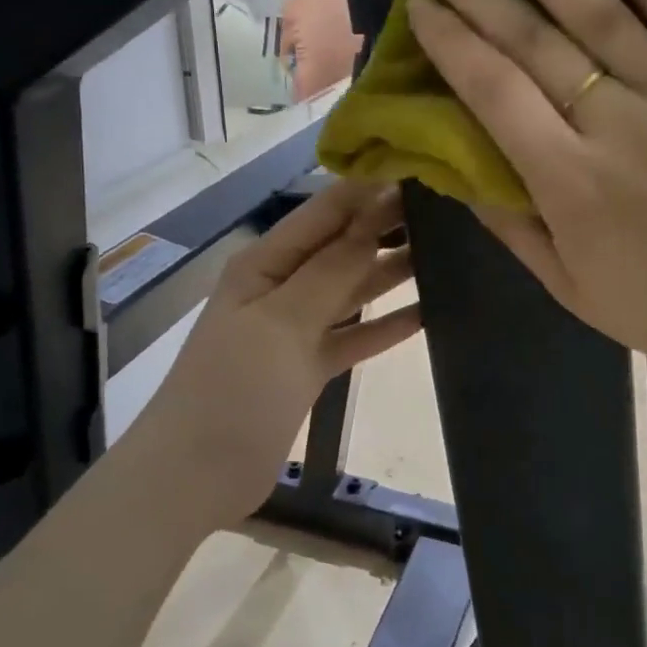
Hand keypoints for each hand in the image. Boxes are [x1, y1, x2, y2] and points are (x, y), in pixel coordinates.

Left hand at [132, 179, 419, 522]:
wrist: (196, 475)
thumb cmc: (233, 390)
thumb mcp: (282, 322)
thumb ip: (332, 271)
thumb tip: (373, 214)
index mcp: (264, 263)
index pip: (324, 213)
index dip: (369, 191)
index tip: (423, 171)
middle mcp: (281, 287)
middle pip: (341, 248)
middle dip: (386, 228)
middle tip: (450, 212)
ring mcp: (295, 329)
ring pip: (351, 290)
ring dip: (390, 273)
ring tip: (447, 254)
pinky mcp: (309, 367)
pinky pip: (354, 336)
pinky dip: (384, 325)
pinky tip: (427, 313)